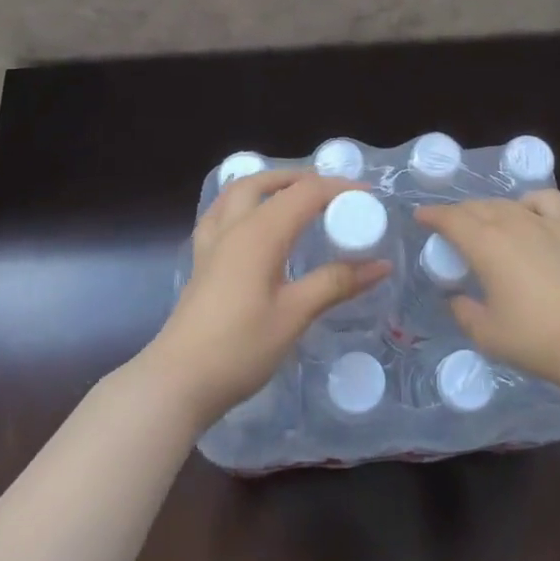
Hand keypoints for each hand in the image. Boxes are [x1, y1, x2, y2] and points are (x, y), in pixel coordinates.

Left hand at [143, 170, 390, 428]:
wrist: (178, 382)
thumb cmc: (240, 347)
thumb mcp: (295, 314)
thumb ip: (336, 283)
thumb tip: (381, 264)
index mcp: (260, 233)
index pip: (305, 193)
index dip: (339, 188)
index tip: (369, 196)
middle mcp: (234, 227)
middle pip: (265, 182)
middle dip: (300, 178)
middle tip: (331, 192)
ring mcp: (212, 243)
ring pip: (237, 192)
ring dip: (267, 184)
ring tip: (292, 196)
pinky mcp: (201, 262)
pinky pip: (221, 214)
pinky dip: (242, 204)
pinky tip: (251, 222)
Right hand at [413, 190, 559, 388]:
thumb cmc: (535, 338)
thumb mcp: (487, 334)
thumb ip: (463, 311)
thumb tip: (456, 298)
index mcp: (485, 245)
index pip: (451, 219)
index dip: (432, 215)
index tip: (421, 217)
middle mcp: (511, 223)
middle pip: (477, 208)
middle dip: (458, 214)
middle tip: (449, 228)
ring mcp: (543, 222)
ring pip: (506, 203)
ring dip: (488, 209)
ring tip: (484, 224)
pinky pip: (544, 200)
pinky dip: (529, 201)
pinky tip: (527, 213)